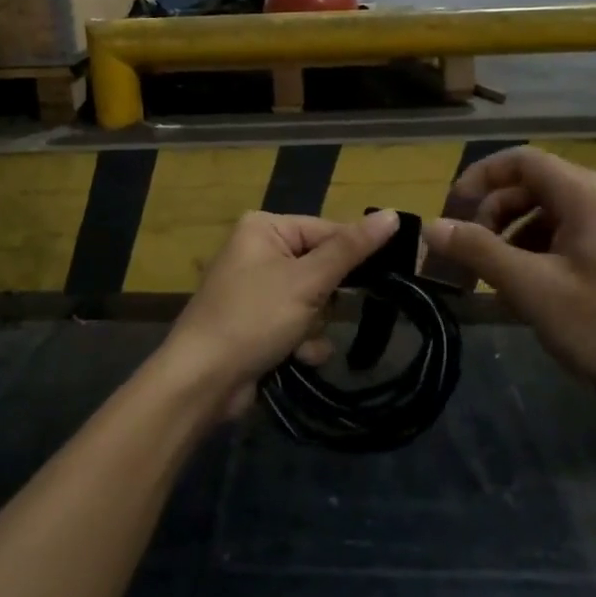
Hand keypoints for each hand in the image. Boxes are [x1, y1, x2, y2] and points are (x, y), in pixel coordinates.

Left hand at [156, 210, 400, 415]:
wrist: (202, 382)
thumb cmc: (253, 318)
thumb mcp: (306, 281)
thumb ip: (351, 249)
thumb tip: (393, 214)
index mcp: (265, 228)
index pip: (328, 230)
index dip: (356, 255)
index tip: (391, 273)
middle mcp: (260, 252)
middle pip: (322, 268)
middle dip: (327, 300)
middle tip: (321, 311)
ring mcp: (258, 290)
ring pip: (316, 302)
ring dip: (315, 326)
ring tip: (298, 340)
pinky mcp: (260, 324)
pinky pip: (299, 325)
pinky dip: (302, 343)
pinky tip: (294, 358)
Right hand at [421, 147, 595, 418]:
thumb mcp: (532, 289)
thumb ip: (479, 251)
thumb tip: (431, 227)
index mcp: (588, 193)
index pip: (521, 160)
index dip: (478, 179)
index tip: (450, 213)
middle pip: (534, 185)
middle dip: (493, 213)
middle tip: (466, 253)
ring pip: (551, 213)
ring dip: (513, 236)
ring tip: (492, 278)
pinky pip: (571, 236)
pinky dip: (539, 252)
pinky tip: (527, 291)